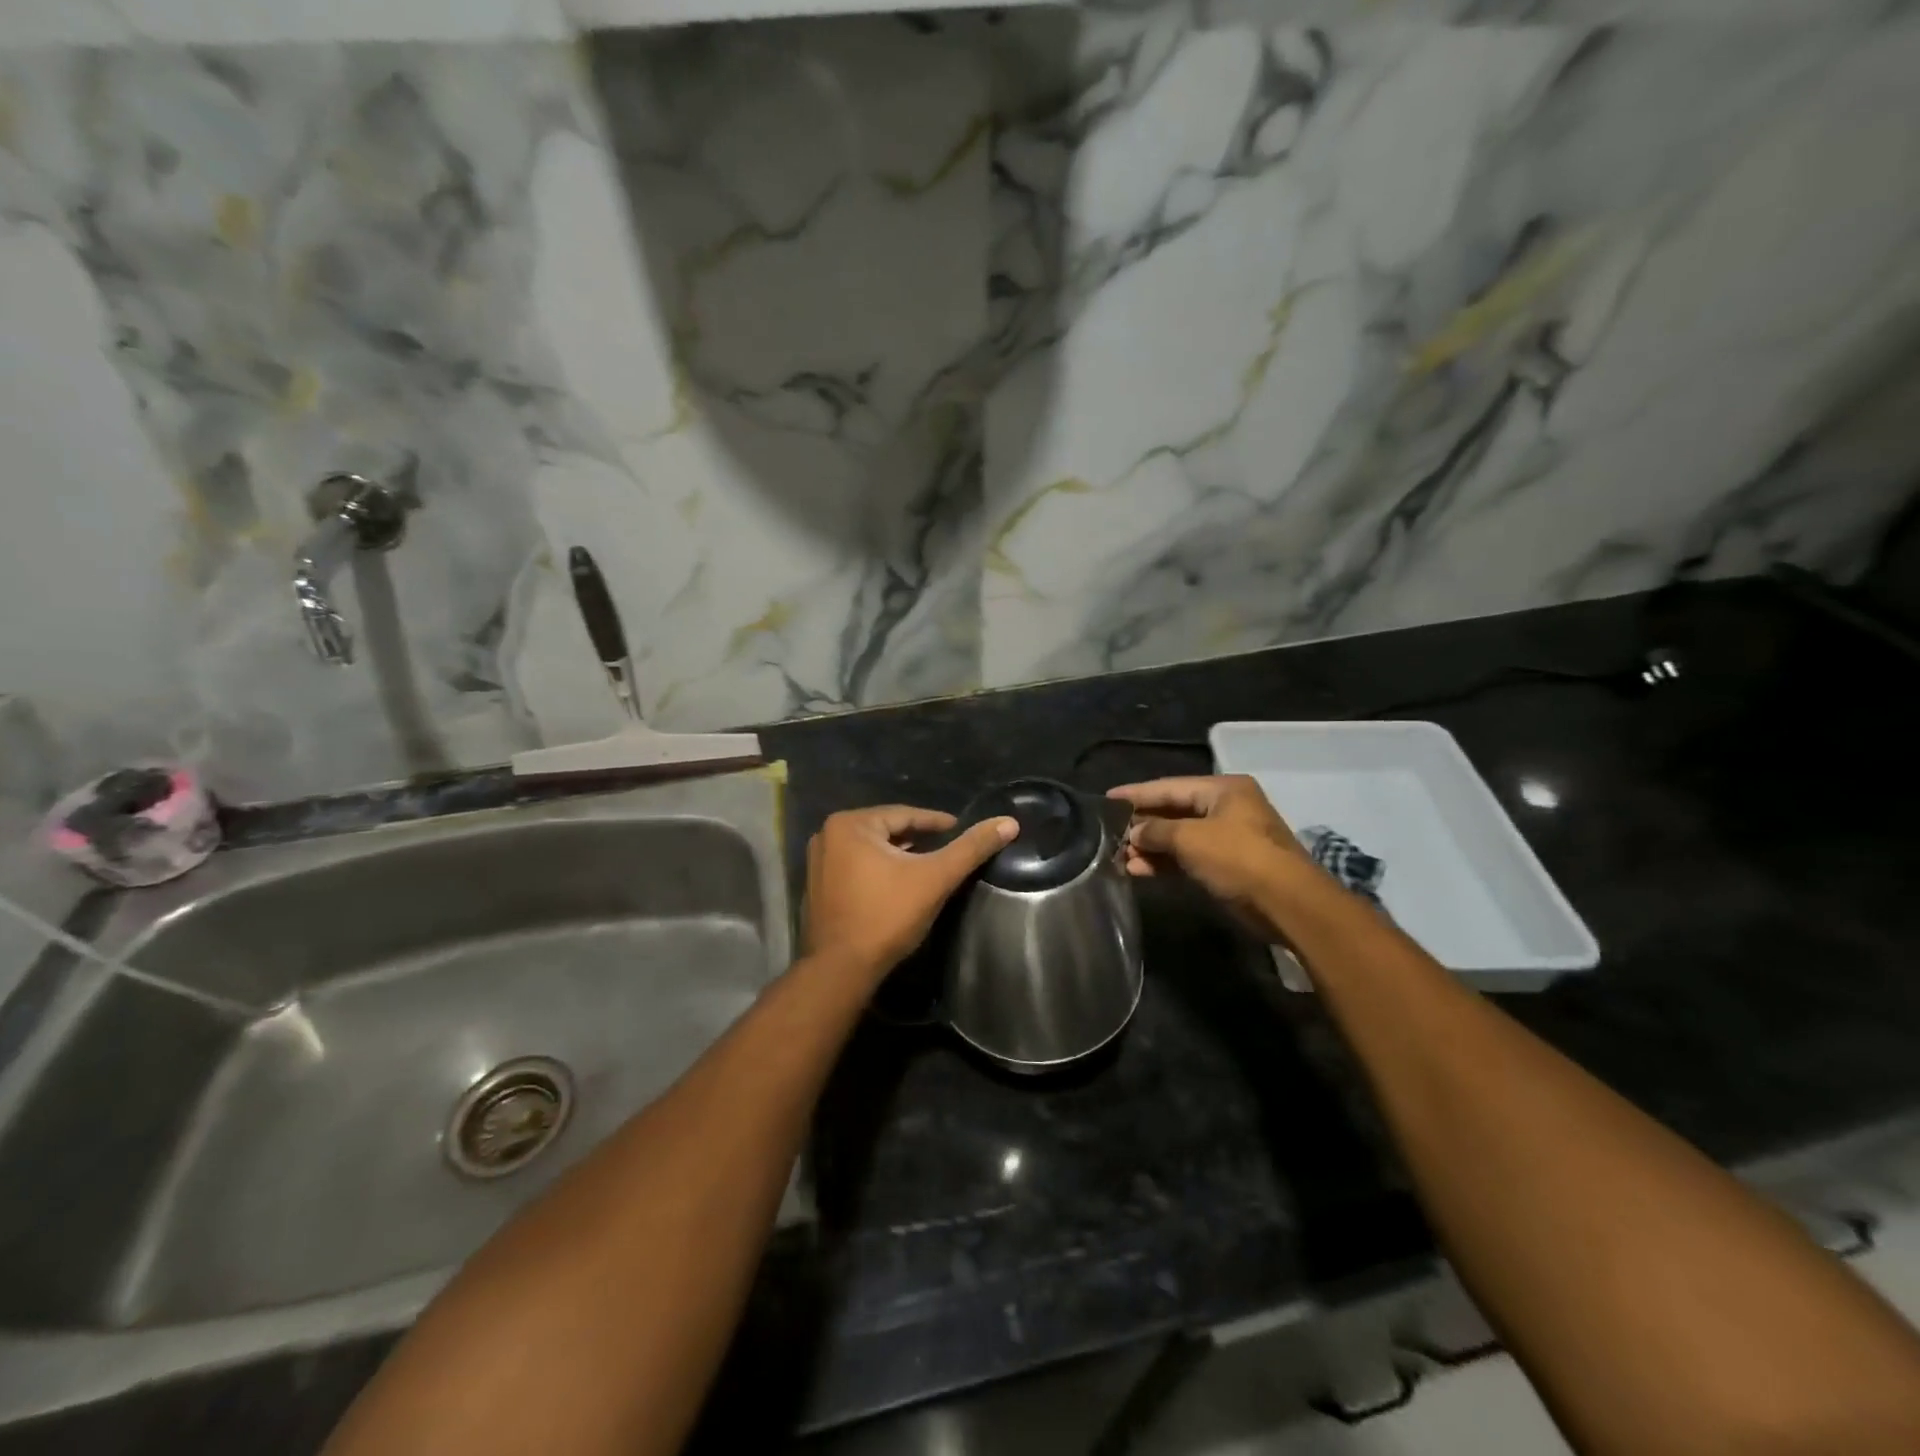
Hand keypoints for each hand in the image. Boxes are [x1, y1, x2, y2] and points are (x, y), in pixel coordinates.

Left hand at [804, 805, 1018, 979]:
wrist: (842, 970)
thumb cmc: (887, 916)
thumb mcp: (935, 878)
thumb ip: (971, 848)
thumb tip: (1009, 822)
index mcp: (850, 824)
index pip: (905, 815)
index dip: (937, 823)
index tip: (961, 829)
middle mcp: (828, 835)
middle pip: (887, 831)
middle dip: (917, 839)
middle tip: (947, 848)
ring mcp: (818, 862)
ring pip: (871, 849)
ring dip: (899, 855)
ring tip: (928, 865)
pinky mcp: (818, 886)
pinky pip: (857, 867)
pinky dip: (879, 870)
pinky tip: (899, 884)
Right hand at [1107, 775, 1318, 941]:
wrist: (1286, 904)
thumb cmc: (1238, 858)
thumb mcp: (1191, 838)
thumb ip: (1156, 831)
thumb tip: (1133, 832)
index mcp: (1223, 789)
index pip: (1170, 787)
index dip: (1137, 793)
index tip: (1107, 798)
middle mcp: (1226, 808)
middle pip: (1174, 812)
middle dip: (1143, 825)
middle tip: (1109, 833)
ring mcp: (1228, 838)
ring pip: (1179, 838)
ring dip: (1151, 848)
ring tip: (1120, 858)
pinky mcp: (1227, 866)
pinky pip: (1188, 858)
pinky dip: (1166, 863)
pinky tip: (1139, 871)